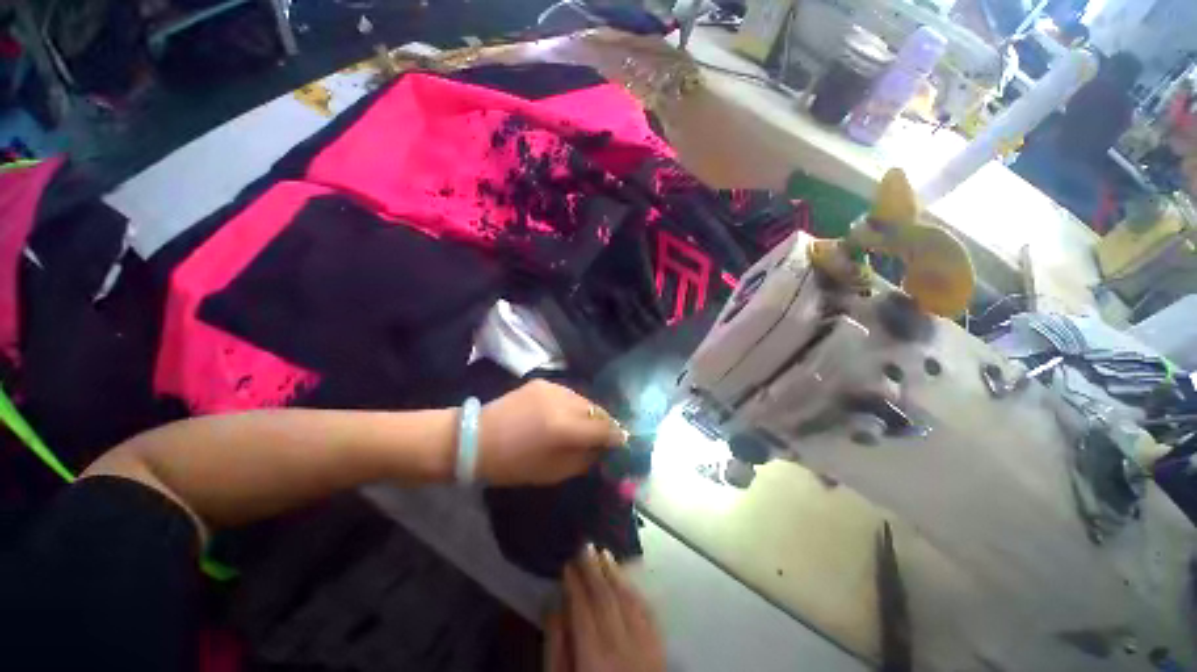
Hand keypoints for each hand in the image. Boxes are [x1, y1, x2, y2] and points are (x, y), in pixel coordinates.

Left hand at [477, 381, 627, 485]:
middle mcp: (562, 401)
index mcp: (564, 428)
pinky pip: (568, 394)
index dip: (617, 435)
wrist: (475, 438)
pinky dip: (572, 405)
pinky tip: (563, 415)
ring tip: (583, 425)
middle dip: (604, 423)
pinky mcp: (542, 381)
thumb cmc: (513, 464)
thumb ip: (585, 458)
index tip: (623, 442)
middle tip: (605, 435)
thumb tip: (603, 448)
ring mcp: (552, 387)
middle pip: (597, 410)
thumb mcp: (553, 472)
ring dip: (588, 413)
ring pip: (584, 399)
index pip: (604, 428)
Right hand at [545, 546, 664, 671]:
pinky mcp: (659, 654)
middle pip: (607, 599)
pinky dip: (636, 593)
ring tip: (605, 555)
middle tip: (585, 546)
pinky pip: (649, 615)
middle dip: (595, 570)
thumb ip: (556, 648)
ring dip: (616, 575)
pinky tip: (628, 581)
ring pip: (630, 602)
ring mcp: (646, 651)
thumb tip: (555, 605)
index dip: (575, 583)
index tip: (568, 563)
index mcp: (595, 661)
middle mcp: (624, 651)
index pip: (584, 609)